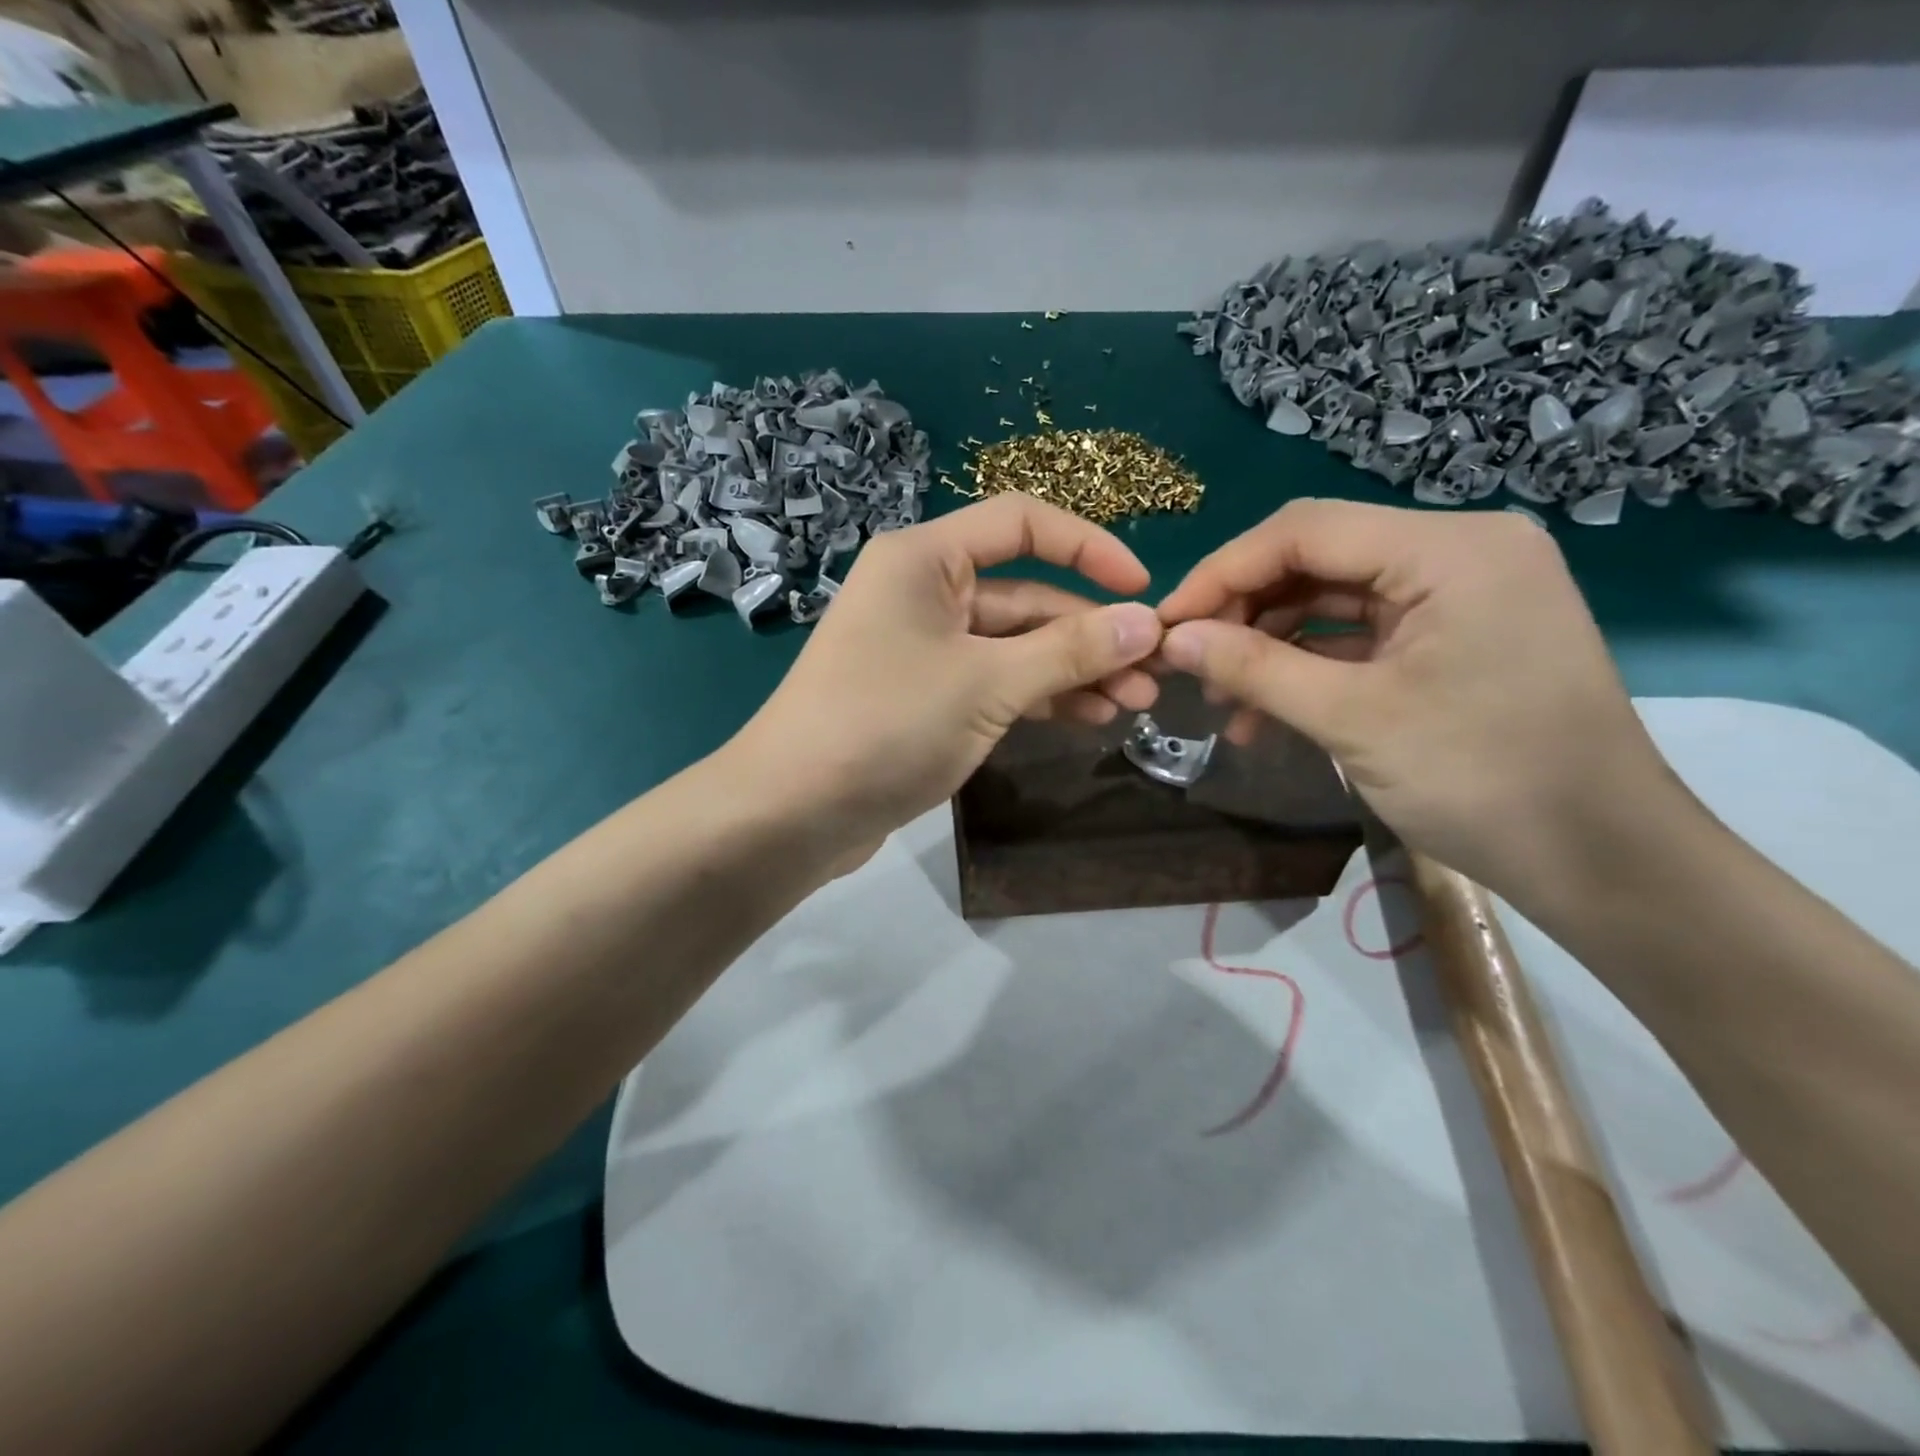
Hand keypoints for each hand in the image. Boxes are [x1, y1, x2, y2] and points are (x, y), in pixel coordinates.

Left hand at [731, 493, 1163, 860]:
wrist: (792, 811)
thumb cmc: (887, 724)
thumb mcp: (988, 683)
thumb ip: (1070, 651)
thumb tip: (1147, 624)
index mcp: (925, 559)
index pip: (1023, 524)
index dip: (1090, 548)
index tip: (1143, 591)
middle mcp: (923, 592)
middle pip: (1025, 596)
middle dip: (1090, 634)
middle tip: (1154, 674)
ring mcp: (922, 648)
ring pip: (1013, 646)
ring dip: (1071, 671)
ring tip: (1133, 704)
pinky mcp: (923, 697)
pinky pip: (992, 682)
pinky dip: (1037, 697)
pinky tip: (1087, 719)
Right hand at [1156, 499, 1678, 898]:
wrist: (1603, 862)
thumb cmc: (1485, 780)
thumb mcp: (1353, 720)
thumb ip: (1255, 669)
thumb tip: (1174, 639)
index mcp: (1450, 549)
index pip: (1305, 531)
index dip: (1222, 573)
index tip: (1166, 624)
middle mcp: (1459, 552)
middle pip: (1317, 560)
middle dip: (1244, 613)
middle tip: (1189, 666)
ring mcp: (1461, 595)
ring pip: (1333, 599)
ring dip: (1270, 646)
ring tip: (1221, 701)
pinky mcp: (1456, 636)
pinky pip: (1361, 635)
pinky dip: (1309, 667)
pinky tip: (1265, 713)